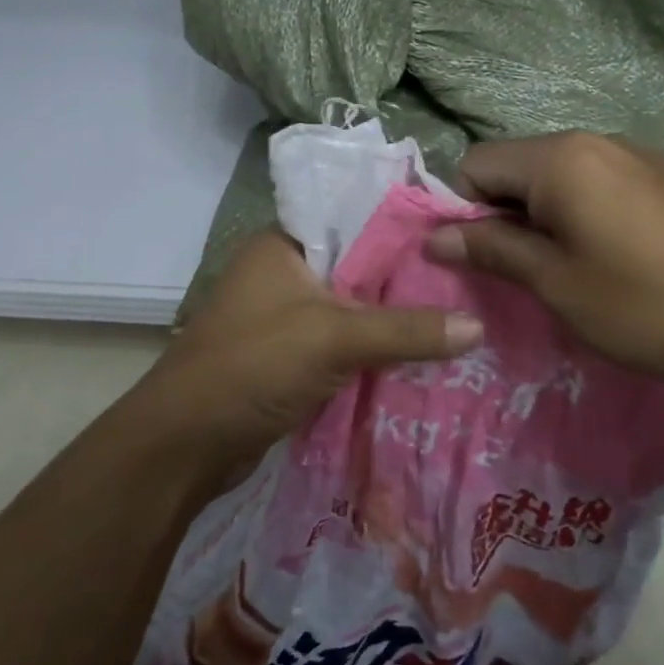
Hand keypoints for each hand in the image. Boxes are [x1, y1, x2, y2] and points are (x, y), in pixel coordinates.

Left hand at [128, 230, 481, 475]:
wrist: (185, 444)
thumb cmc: (254, 366)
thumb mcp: (334, 338)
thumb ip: (406, 330)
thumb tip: (478, 326)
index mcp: (285, 244)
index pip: (356, 219)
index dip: (406, 229)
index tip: (459, 238)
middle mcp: (285, 273)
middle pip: (360, 269)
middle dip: (408, 282)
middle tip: (472, 284)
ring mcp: (286, 317)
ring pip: (354, 310)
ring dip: (394, 321)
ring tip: (462, 318)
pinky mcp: (291, 357)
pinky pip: (344, 344)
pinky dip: (375, 351)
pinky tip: (423, 358)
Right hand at [424, 133, 663, 400]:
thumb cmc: (647, 306)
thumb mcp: (556, 283)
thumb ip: (491, 249)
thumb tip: (434, 235)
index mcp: (562, 158)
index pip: (477, 164)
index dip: (468, 211)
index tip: (493, 259)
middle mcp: (600, 140)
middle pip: (521, 165)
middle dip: (510, 212)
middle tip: (534, 270)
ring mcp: (644, 154)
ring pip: (565, 174)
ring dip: (551, 214)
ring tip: (582, 267)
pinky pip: (608, 181)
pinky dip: (593, 211)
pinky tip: (628, 257)